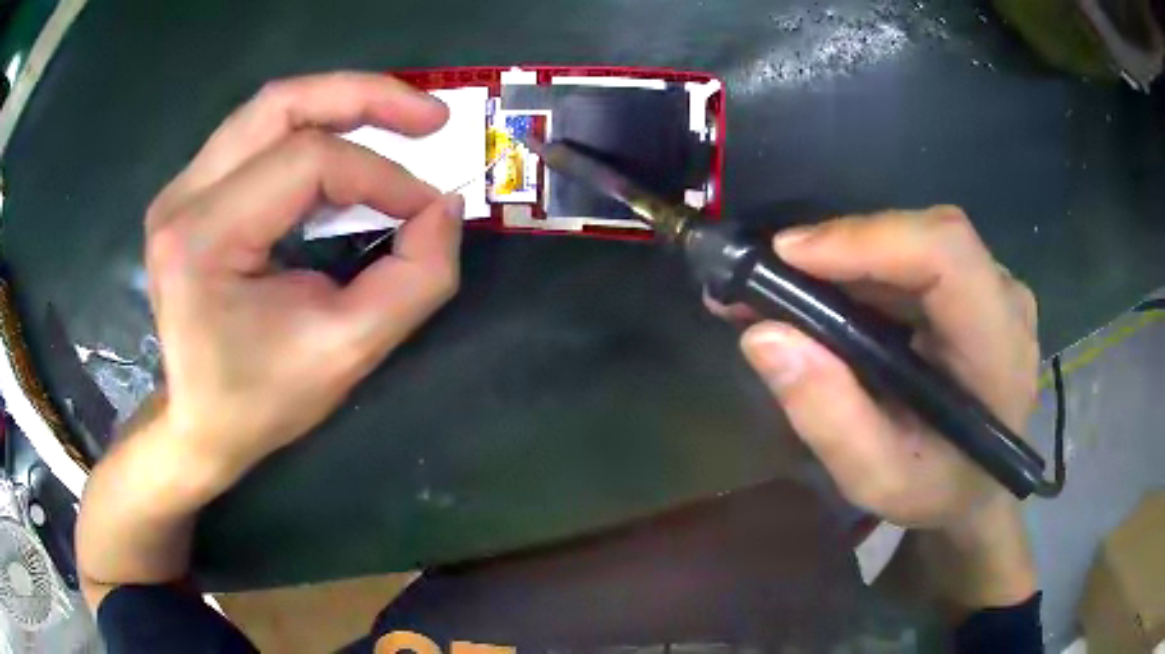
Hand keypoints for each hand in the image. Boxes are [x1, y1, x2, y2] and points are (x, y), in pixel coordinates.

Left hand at [143, 72, 462, 492]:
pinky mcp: (189, 193)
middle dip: (365, 97)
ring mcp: (180, 189)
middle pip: (280, 104)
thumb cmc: (260, 400)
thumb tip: (446, 208)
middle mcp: (182, 197)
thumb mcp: (347, 353)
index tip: (430, 207)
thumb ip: (414, 281)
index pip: (306, 163)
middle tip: (430, 116)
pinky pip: (257, 136)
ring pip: (269, 109)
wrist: (198, 423)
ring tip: (399, 120)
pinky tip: (347, 147)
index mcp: (203, 238)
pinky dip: (312, 129)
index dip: (381, 175)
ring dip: (341, 104)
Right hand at [716, 207, 1039, 529]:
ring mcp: (993, 285)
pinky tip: (827, 294)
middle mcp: (1004, 298)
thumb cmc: (938, 491)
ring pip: (914, 239)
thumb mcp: (878, 479)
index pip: (945, 254)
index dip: (867, 239)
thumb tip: (764, 336)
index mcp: (998, 348)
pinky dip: (864, 268)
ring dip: (846, 258)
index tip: (787, 255)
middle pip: (923, 235)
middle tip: (769, 277)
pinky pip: (915, 255)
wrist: (979, 486)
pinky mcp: (975, 284)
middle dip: (842, 248)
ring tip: (784, 288)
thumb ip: (829, 417)